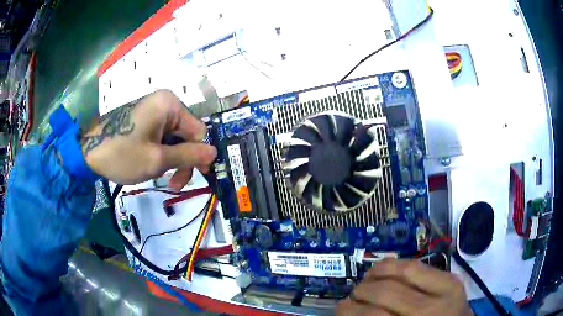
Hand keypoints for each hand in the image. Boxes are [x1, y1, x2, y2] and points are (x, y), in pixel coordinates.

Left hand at [80, 90, 216, 188]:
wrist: (87, 153)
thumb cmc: (122, 155)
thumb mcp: (157, 159)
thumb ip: (188, 155)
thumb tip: (215, 153)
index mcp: (170, 105)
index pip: (198, 131)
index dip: (199, 155)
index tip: (196, 178)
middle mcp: (164, 102)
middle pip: (186, 135)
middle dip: (183, 160)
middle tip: (175, 185)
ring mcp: (153, 110)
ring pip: (174, 138)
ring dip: (171, 160)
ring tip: (160, 178)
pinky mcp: (144, 119)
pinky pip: (162, 136)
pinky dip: (161, 153)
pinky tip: (152, 165)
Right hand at [337, 259, 472, 315]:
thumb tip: (351, 312)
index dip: (352, 312)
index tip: (340, 310)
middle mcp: (433, 309)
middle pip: (386, 293)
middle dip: (360, 293)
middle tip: (351, 297)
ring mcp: (447, 289)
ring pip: (403, 270)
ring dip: (376, 273)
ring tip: (365, 280)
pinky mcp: (451, 278)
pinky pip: (419, 264)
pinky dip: (396, 265)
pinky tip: (384, 270)